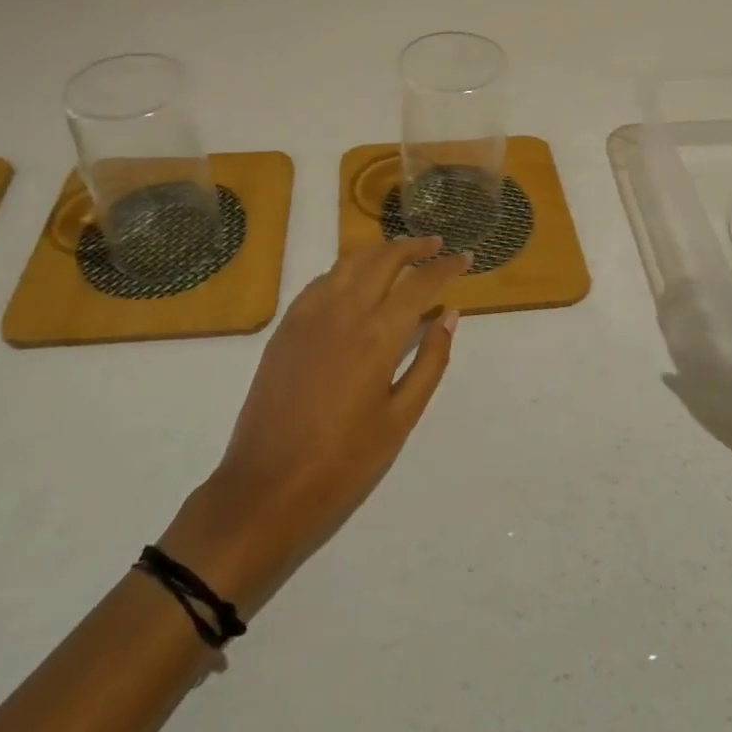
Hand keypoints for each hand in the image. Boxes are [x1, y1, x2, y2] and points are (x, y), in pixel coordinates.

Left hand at [161, 239, 468, 610]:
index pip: (420, 283)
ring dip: (380, 252)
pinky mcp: (286, 325)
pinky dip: (347, 271)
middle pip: (384, 258)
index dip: (446, 266)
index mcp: (378, 334)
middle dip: (414, 246)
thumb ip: (430, 361)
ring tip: (401, 256)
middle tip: (436, 245)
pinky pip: (322, 281)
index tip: (465, 257)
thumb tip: (449, 315)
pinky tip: (356, 282)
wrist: (266, 486)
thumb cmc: (343, 461)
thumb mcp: (400, 418)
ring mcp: (309, 314)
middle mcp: (344, 310)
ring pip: (350, 262)